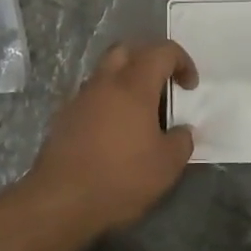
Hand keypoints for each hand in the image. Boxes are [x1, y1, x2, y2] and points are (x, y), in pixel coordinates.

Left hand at [22, 39, 198, 232]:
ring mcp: (80, 99)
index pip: (161, 51)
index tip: (190, 87)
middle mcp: (105, 83)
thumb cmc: (120, 177)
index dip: (182, 61)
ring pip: (106, 73)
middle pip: (127, 50)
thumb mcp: (167, 165)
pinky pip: (92, 97)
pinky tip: (116, 133)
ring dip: (125, 82)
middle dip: (148, 59)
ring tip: (140, 114)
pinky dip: (108, 103)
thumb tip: (181, 131)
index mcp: (133, 85)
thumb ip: (181, 141)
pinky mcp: (64, 117)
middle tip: (162, 85)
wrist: (60, 200)